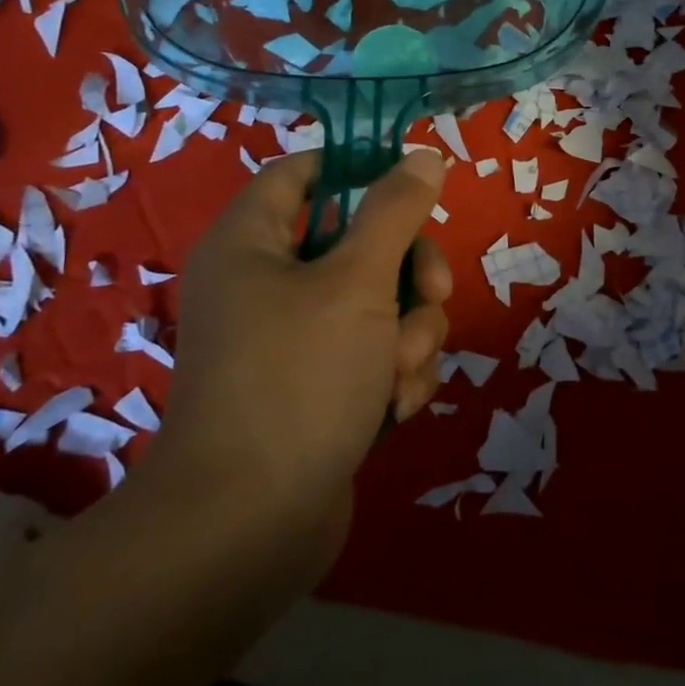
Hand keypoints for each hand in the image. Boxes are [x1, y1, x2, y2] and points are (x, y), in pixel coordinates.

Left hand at [143, 148, 451, 560]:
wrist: (251, 527)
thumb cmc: (299, 379)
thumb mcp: (358, 282)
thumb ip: (395, 211)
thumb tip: (423, 157)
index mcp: (252, 243)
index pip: (305, 173)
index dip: (360, 169)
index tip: (415, 187)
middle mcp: (269, 284)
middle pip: (362, 241)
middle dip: (411, 272)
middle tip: (434, 295)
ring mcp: (295, 339)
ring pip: (381, 302)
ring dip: (411, 332)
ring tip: (399, 374)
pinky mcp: (321, 387)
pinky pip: (376, 352)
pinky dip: (395, 373)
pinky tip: (396, 406)